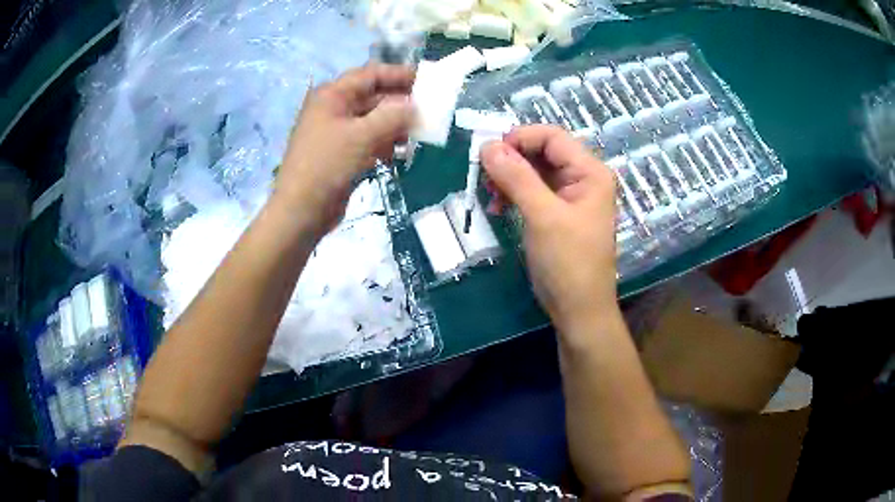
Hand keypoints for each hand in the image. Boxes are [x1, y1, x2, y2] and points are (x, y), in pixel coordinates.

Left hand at [274, 63, 414, 235]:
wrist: (301, 210)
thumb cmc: (328, 165)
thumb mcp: (363, 136)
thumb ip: (393, 116)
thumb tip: (415, 105)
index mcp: (332, 96)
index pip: (370, 75)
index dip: (398, 74)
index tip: (426, 80)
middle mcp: (332, 108)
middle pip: (372, 97)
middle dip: (399, 103)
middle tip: (428, 110)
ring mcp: (335, 131)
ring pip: (372, 120)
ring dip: (394, 126)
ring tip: (415, 136)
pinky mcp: (339, 153)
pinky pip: (367, 139)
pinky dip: (383, 143)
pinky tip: (397, 154)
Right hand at [481, 125, 617, 330]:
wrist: (578, 310)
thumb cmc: (568, 262)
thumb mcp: (542, 216)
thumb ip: (516, 177)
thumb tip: (487, 146)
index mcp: (590, 172)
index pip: (552, 137)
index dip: (519, 138)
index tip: (488, 153)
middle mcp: (583, 178)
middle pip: (542, 152)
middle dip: (511, 160)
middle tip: (483, 176)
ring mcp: (570, 197)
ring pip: (534, 171)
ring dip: (508, 178)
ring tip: (488, 196)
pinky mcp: (557, 213)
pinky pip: (532, 192)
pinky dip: (513, 195)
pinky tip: (497, 208)